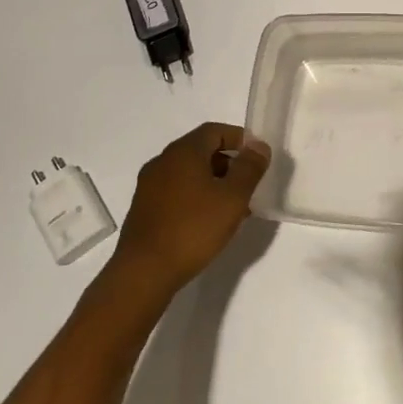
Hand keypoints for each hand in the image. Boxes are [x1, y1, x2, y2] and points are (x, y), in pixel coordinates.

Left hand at [110, 122, 270, 294]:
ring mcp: (149, 186)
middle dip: (228, 163)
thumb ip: (249, 168)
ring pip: (189, 173)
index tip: (257, 157)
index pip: (214, 131)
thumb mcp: (232, 198)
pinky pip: (176, 191)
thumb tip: (259, 146)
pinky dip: (196, 196)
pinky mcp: (144, 208)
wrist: (144, 272)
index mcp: (183, 152)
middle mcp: (162, 162)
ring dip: (213, 182)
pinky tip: (208, 222)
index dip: (239, 138)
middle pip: (201, 151)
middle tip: (249, 185)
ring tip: (233, 208)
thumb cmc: (193, 228)